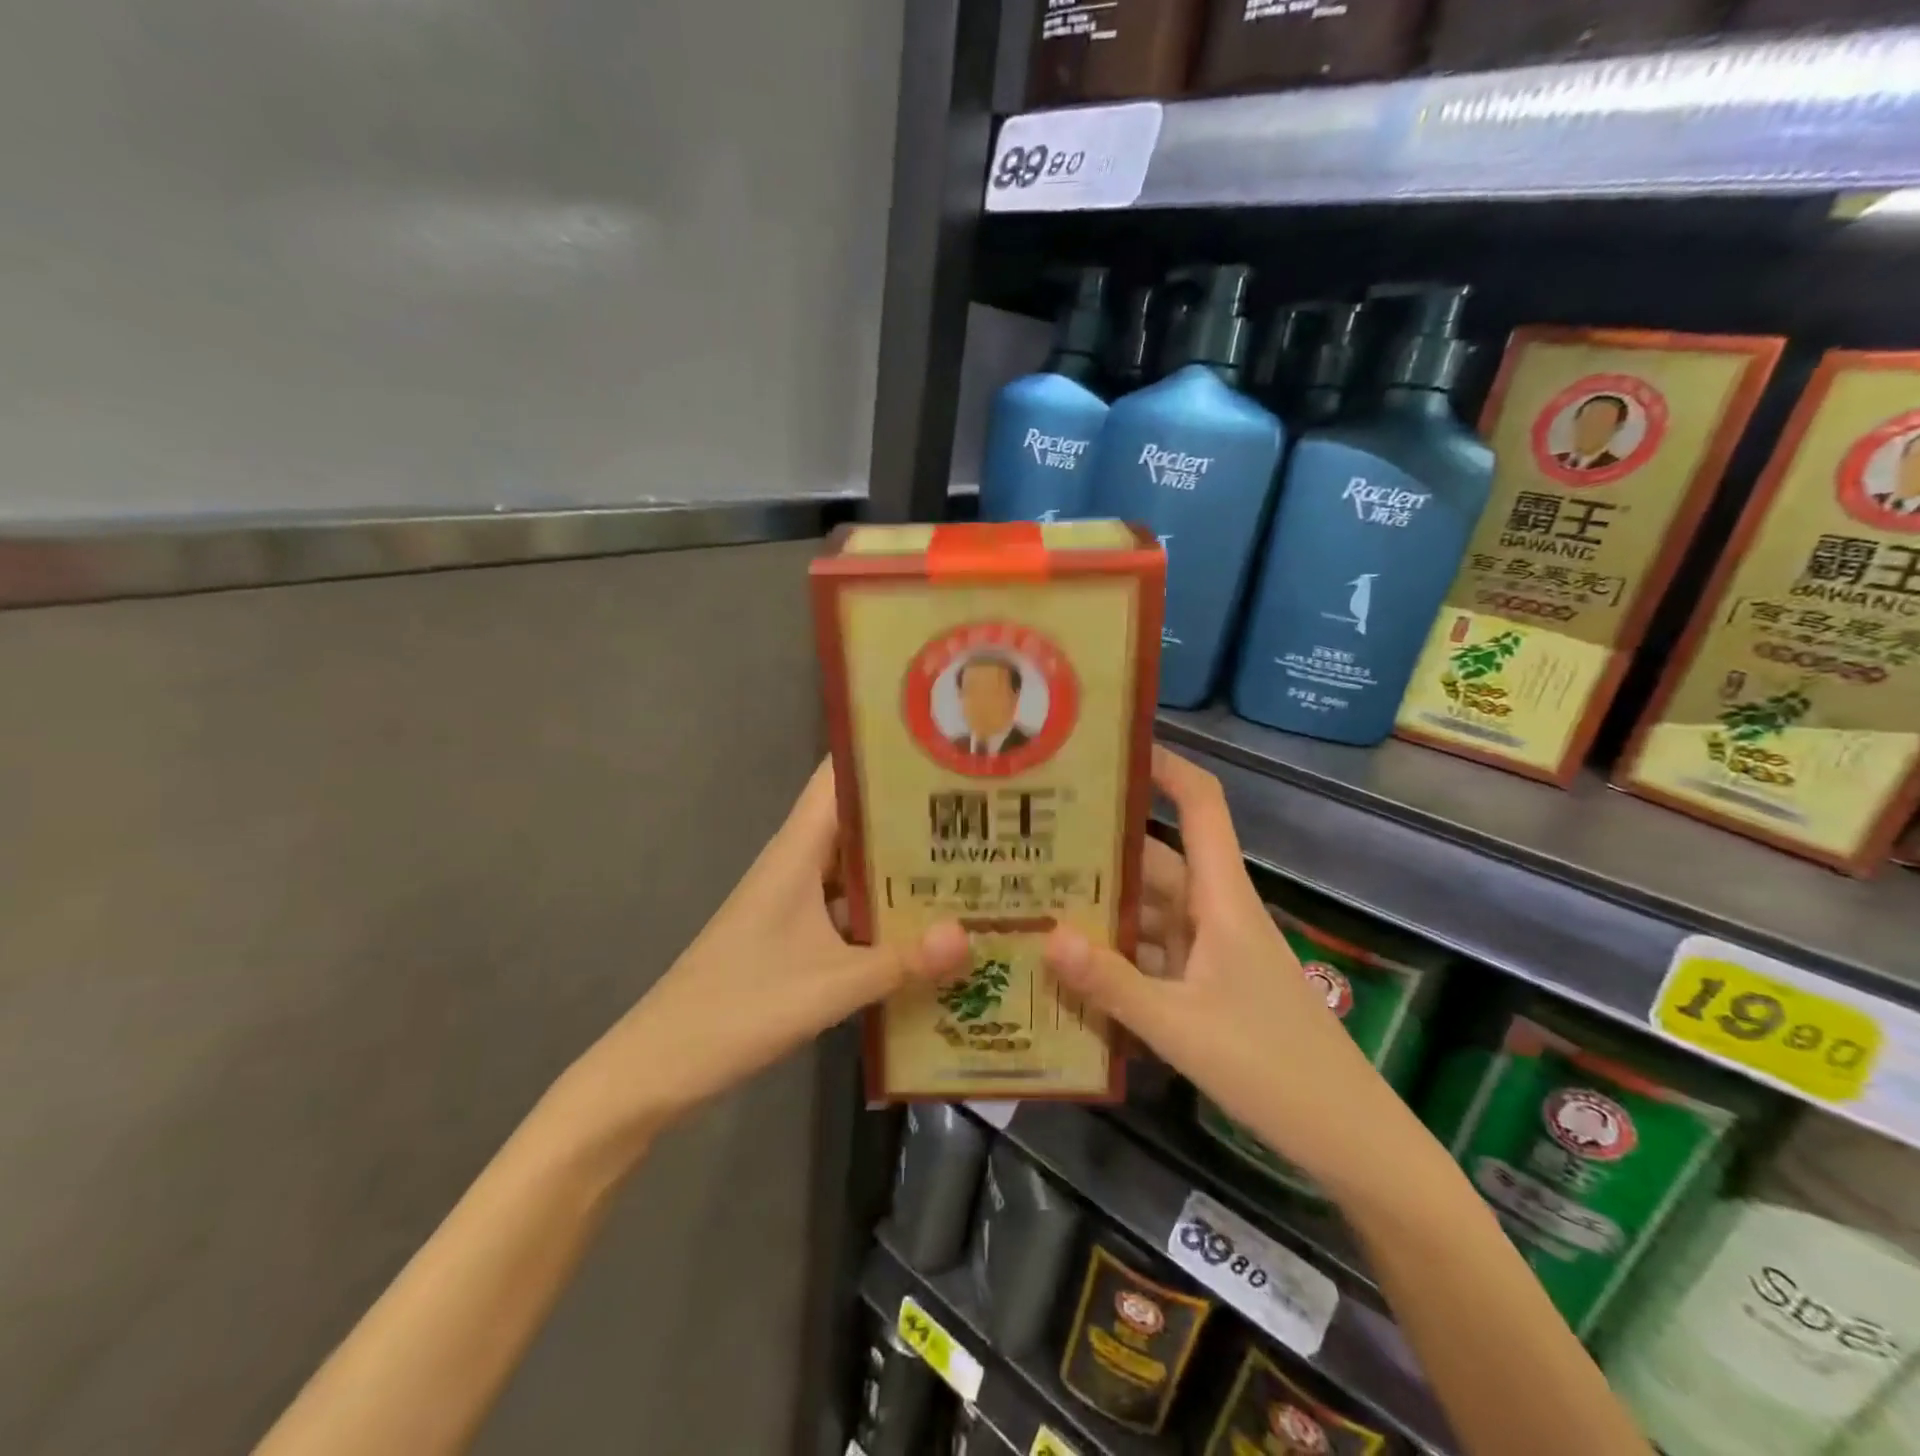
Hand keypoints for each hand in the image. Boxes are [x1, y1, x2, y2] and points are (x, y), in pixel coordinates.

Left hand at [565, 761, 968, 1142]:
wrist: (661, 1064)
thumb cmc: (739, 1007)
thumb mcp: (830, 986)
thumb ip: (901, 961)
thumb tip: (970, 935)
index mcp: (797, 852)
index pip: (838, 778)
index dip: (883, 754)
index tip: (940, 749)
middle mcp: (796, 864)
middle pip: (858, 820)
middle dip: (912, 813)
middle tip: (978, 810)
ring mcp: (795, 901)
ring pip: (856, 866)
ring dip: (902, 864)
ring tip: (968, 859)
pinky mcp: (795, 935)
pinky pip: (850, 906)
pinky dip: (884, 908)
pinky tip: (927, 924)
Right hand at [1046, 748, 1399, 1188]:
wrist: (1349, 1140)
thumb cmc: (1273, 1068)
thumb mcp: (1182, 1027)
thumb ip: (1112, 983)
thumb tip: (1046, 935)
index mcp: (1221, 899)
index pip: (1201, 807)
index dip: (1166, 767)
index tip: (1112, 750)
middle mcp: (1215, 914)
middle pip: (1156, 862)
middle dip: (1101, 850)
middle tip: (1034, 841)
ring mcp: (1211, 953)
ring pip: (1149, 913)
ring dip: (1103, 909)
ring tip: (1036, 900)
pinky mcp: (1208, 989)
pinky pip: (1153, 956)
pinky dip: (1117, 957)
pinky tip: (1072, 970)